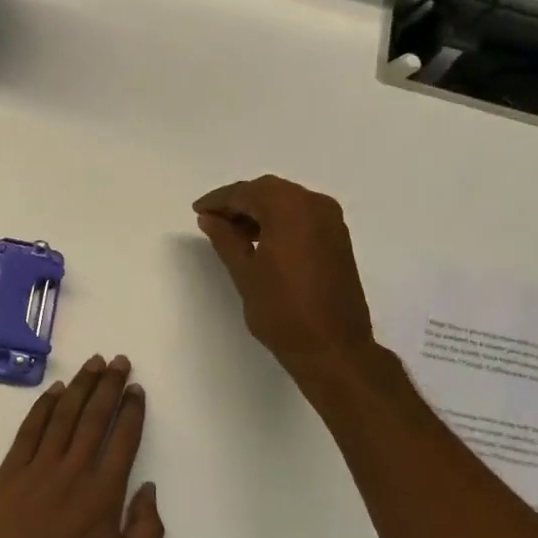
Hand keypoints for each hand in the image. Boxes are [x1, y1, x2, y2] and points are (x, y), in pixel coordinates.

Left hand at [0, 355, 163, 537]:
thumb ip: (145, 532)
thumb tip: (149, 489)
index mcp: (103, 497)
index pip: (123, 441)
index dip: (132, 411)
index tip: (137, 389)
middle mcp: (72, 474)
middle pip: (94, 418)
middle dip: (109, 387)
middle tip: (119, 361)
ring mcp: (36, 471)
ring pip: (62, 417)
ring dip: (79, 388)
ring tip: (92, 364)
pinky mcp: (6, 476)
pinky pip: (27, 432)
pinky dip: (42, 408)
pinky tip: (53, 392)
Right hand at [193, 175, 389, 390]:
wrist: (332, 347)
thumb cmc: (282, 311)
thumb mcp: (245, 273)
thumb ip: (226, 239)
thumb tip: (210, 218)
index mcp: (290, 209)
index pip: (247, 192)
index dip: (219, 200)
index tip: (198, 211)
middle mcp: (315, 205)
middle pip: (270, 191)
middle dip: (240, 202)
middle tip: (213, 220)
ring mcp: (331, 221)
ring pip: (288, 202)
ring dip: (260, 211)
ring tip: (233, 234)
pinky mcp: (338, 239)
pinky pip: (303, 216)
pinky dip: (280, 220)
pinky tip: (261, 241)